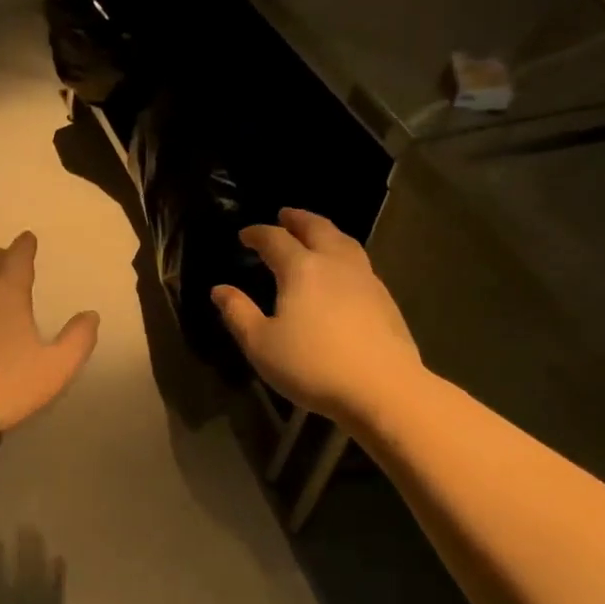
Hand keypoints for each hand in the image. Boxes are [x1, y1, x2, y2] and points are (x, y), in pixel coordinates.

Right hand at [0, 532, 64, 603]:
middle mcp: (19, 595)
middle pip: (21, 564)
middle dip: (23, 544)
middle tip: (25, 527)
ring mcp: (39, 601)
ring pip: (39, 569)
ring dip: (39, 551)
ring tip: (38, 535)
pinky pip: (56, 586)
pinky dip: (58, 572)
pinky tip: (59, 559)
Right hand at [210, 208, 423, 424]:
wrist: (382, 388)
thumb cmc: (312, 365)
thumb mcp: (260, 344)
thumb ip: (238, 313)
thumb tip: (220, 290)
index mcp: (301, 269)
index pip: (275, 240)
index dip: (258, 234)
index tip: (245, 235)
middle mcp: (335, 264)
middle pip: (317, 228)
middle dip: (298, 219)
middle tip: (285, 214)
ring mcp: (365, 279)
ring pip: (344, 242)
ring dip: (326, 231)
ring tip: (316, 233)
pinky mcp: (384, 298)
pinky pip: (359, 262)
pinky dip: (343, 253)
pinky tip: (341, 270)